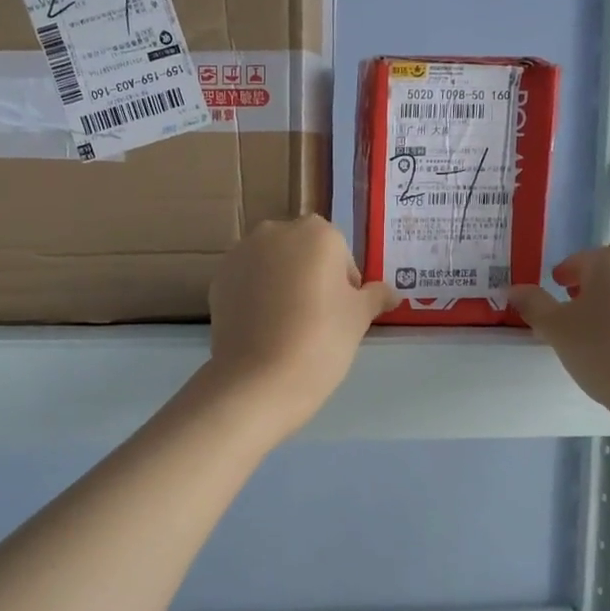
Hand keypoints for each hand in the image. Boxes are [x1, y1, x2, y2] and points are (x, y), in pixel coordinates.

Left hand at [204, 216, 396, 438]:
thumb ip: (375, 296)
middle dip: (311, 277)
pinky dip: (256, 296)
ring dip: (281, 284)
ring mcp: (242, 253)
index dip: (344, 285)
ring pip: (272, 264)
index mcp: (317, 233)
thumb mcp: (359, 318)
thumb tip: (390, 292)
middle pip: (303, 252)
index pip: (340, 254)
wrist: (259, 378)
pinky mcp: (219, 278)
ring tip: (287, 326)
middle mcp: (276, 232)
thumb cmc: (321, 340)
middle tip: (317, 320)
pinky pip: (247, 281)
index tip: (342, 315)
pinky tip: (262, 328)